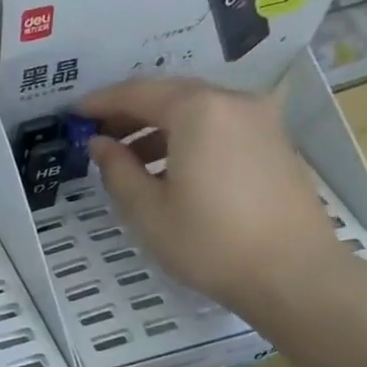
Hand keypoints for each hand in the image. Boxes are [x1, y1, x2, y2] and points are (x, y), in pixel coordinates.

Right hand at [76, 78, 342, 313]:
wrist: (293, 274)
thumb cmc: (209, 242)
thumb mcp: (147, 210)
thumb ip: (117, 169)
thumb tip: (99, 144)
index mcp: (198, 110)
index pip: (137, 93)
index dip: (100, 102)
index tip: (73, 114)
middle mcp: (233, 102)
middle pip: (170, 95)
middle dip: (130, 113)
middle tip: (97, 134)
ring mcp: (261, 120)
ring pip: (197, 111)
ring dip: (158, 128)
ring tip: (128, 159)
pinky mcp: (275, 143)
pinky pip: (220, 127)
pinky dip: (188, 138)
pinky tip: (169, 170)